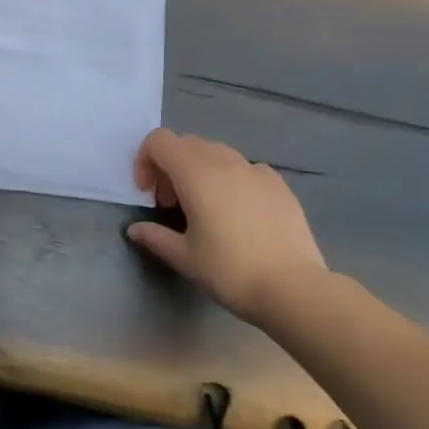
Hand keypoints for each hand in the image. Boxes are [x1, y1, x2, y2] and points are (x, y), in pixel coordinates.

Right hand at [127, 128, 336, 327]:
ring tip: (205, 209)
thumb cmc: (229, 270)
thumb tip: (135, 230)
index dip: (145, 160)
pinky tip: (239, 213)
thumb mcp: (184, 257)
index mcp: (195, 172)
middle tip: (171, 204)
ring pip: (216, 153)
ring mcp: (255, 169)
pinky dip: (231, 180)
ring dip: (200, 171)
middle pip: (186, 144)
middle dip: (171, 167)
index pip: (159, 141)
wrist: (293, 287)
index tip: (148, 193)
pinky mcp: (279, 183)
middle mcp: (224, 160)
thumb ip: (155, 237)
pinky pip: (244, 168)